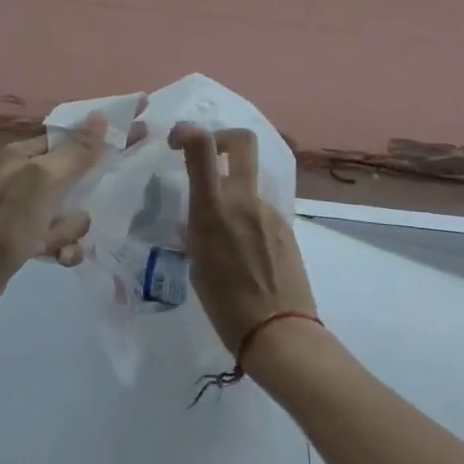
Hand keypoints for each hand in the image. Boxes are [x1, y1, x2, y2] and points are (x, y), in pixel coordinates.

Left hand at [0, 115, 107, 326]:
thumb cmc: (5, 222)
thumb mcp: (43, 180)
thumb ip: (76, 151)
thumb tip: (101, 116)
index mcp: (27, 154)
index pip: (75, 133)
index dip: (108, 129)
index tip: (141, 120)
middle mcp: (28, 176)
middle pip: (78, 170)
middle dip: (94, 182)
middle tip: (128, 177)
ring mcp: (28, 209)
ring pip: (74, 209)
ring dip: (72, 225)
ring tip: (55, 238)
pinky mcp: (30, 239)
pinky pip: (63, 236)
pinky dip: (64, 246)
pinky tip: (57, 258)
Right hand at [170, 124, 316, 364]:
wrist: (280, 332)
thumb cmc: (226, 306)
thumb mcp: (197, 262)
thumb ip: (199, 227)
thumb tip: (202, 213)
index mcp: (214, 209)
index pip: (203, 146)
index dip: (188, 131)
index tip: (177, 139)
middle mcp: (244, 199)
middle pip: (242, 140)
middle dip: (223, 137)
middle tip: (209, 154)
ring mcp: (269, 210)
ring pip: (249, 181)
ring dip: (234, 190)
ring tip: (224, 232)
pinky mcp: (286, 226)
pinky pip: (261, 209)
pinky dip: (248, 217)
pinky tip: (245, 251)